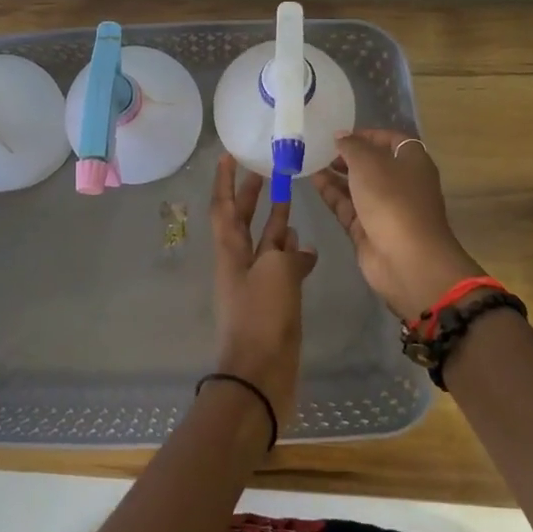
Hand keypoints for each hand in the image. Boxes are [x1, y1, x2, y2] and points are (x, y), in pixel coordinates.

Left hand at [210, 154, 316, 428]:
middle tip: (265, 170)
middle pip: (242, 221)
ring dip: (274, 222)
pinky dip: (293, 255)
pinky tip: (308, 248)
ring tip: (290, 200)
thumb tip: (299, 245)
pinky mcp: (273, 303)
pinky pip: (281, 269)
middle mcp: (239, 263)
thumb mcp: (276, 274)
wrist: (260, 376)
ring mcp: (256, 284)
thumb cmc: (262, 318)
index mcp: (230, 252)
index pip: (223, 207)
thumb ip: (287, 253)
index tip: (227, 155)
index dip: (224, 181)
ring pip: (264, 244)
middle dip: (250, 195)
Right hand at [314, 129, 485, 320]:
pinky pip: (348, 206)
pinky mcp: (369, 229)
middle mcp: (401, 183)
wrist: (406, 259)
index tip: (340, 134)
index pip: (391, 140)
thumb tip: (340, 135)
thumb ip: (351, 146)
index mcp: (412, 162)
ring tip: (309, 161)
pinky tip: (312, 181)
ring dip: (336, 174)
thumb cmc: (392, 199)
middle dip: (347, 156)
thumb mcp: (368, 163)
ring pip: (357, 186)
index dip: (367, 134)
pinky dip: (332, 194)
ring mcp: (385, 208)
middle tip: (319, 148)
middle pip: (372, 164)